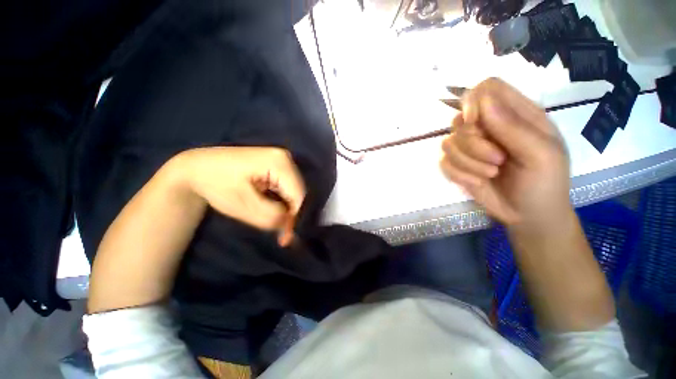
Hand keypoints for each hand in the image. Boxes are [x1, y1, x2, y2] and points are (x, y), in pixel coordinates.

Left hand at [175, 147, 305, 246]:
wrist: (198, 166)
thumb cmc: (216, 184)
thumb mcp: (243, 205)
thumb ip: (271, 216)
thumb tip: (290, 224)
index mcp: (279, 162)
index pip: (298, 195)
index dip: (295, 217)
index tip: (286, 238)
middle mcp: (286, 158)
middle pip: (298, 192)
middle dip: (291, 214)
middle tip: (282, 236)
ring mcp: (283, 160)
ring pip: (294, 192)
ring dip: (287, 209)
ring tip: (276, 225)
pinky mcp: (278, 165)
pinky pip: (287, 188)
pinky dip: (282, 202)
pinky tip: (273, 210)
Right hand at [440, 78, 571, 230]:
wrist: (529, 215)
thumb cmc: (545, 183)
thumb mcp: (542, 155)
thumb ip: (515, 127)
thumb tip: (483, 103)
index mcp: (515, 115)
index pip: (487, 88)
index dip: (475, 100)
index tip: (475, 122)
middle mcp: (488, 127)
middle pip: (460, 119)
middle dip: (473, 143)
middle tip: (497, 160)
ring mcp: (469, 148)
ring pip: (447, 142)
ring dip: (467, 162)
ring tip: (490, 174)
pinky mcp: (458, 165)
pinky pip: (443, 162)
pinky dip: (457, 173)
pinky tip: (476, 182)